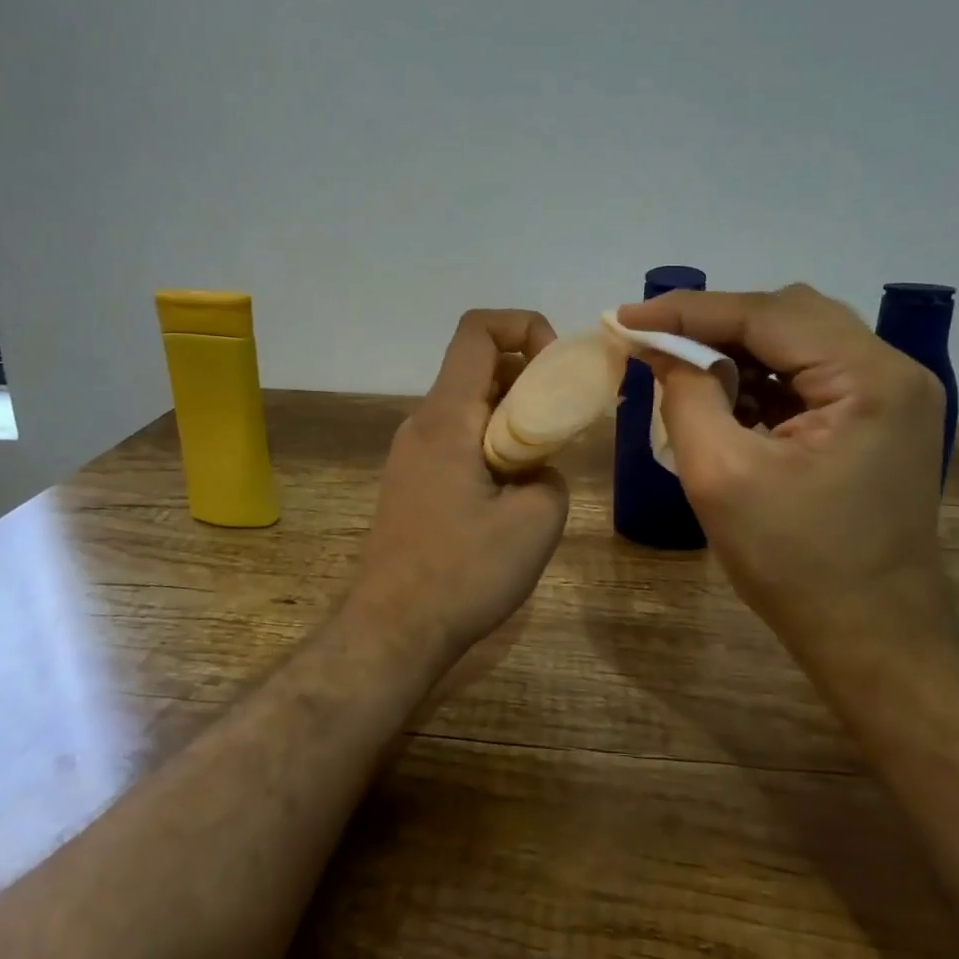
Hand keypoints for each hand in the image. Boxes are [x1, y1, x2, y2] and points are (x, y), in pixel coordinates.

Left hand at [353, 310, 570, 653]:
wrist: (392, 631)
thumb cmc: (463, 573)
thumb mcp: (536, 521)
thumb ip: (551, 475)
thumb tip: (538, 469)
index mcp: (446, 417)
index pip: (478, 331)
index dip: (525, 327)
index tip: (557, 369)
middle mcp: (422, 423)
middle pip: (478, 367)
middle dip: (529, 377)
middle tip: (566, 418)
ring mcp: (412, 454)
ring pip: (470, 406)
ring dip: (513, 415)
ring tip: (546, 459)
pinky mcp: (413, 482)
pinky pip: (458, 439)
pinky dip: (493, 443)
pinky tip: (514, 491)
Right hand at [616, 284, 945, 641]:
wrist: (873, 638)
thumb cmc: (795, 565)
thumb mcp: (720, 476)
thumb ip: (685, 395)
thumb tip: (657, 347)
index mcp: (869, 379)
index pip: (766, 315)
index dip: (687, 310)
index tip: (623, 317)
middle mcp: (893, 371)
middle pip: (787, 316)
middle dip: (712, 325)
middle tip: (651, 342)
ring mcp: (891, 394)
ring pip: (798, 340)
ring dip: (735, 350)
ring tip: (680, 369)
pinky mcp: (878, 418)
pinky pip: (809, 374)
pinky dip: (761, 378)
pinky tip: (724, 397)